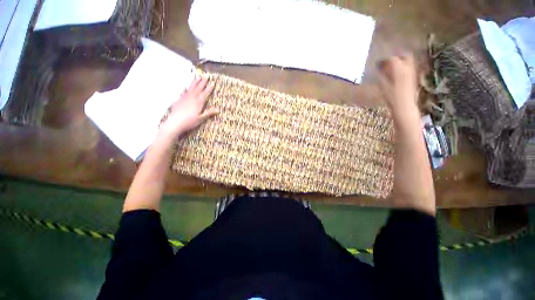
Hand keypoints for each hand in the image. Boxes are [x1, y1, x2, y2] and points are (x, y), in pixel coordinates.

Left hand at [158, 77, 217, 141]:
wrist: (175, 122)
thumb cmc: (190, 121)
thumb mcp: (201, 118)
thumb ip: (209, 113)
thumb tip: (218, 109)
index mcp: (199, 102)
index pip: (205, 93)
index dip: (209, 88)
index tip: (212, 83)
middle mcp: (192, 98)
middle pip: (198, 88)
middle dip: (202, 82)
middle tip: (206, 77)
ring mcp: (185, 97)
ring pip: (191, 88)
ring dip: (195, 82)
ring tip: (197, 77)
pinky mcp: (179, 99)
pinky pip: (184, 91)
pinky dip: (186, 88)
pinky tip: (186, 87)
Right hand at [377, 54, 418, 119]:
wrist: (404, 106)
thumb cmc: (391, 97)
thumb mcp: (383, 85)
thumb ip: (382, 74)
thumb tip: (379, 68)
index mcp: (399, 68)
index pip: (392, 58)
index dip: (385, 59)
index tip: (378, 62)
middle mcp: (408, 67)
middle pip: (405, 55)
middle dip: (397, 56)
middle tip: (388, 61)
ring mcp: (413, 72)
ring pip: (409, 61)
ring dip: (401, 61)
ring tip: (392, 66)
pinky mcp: (414, 78)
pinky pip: (410, 67)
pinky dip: (403, 67)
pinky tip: (397, 73)